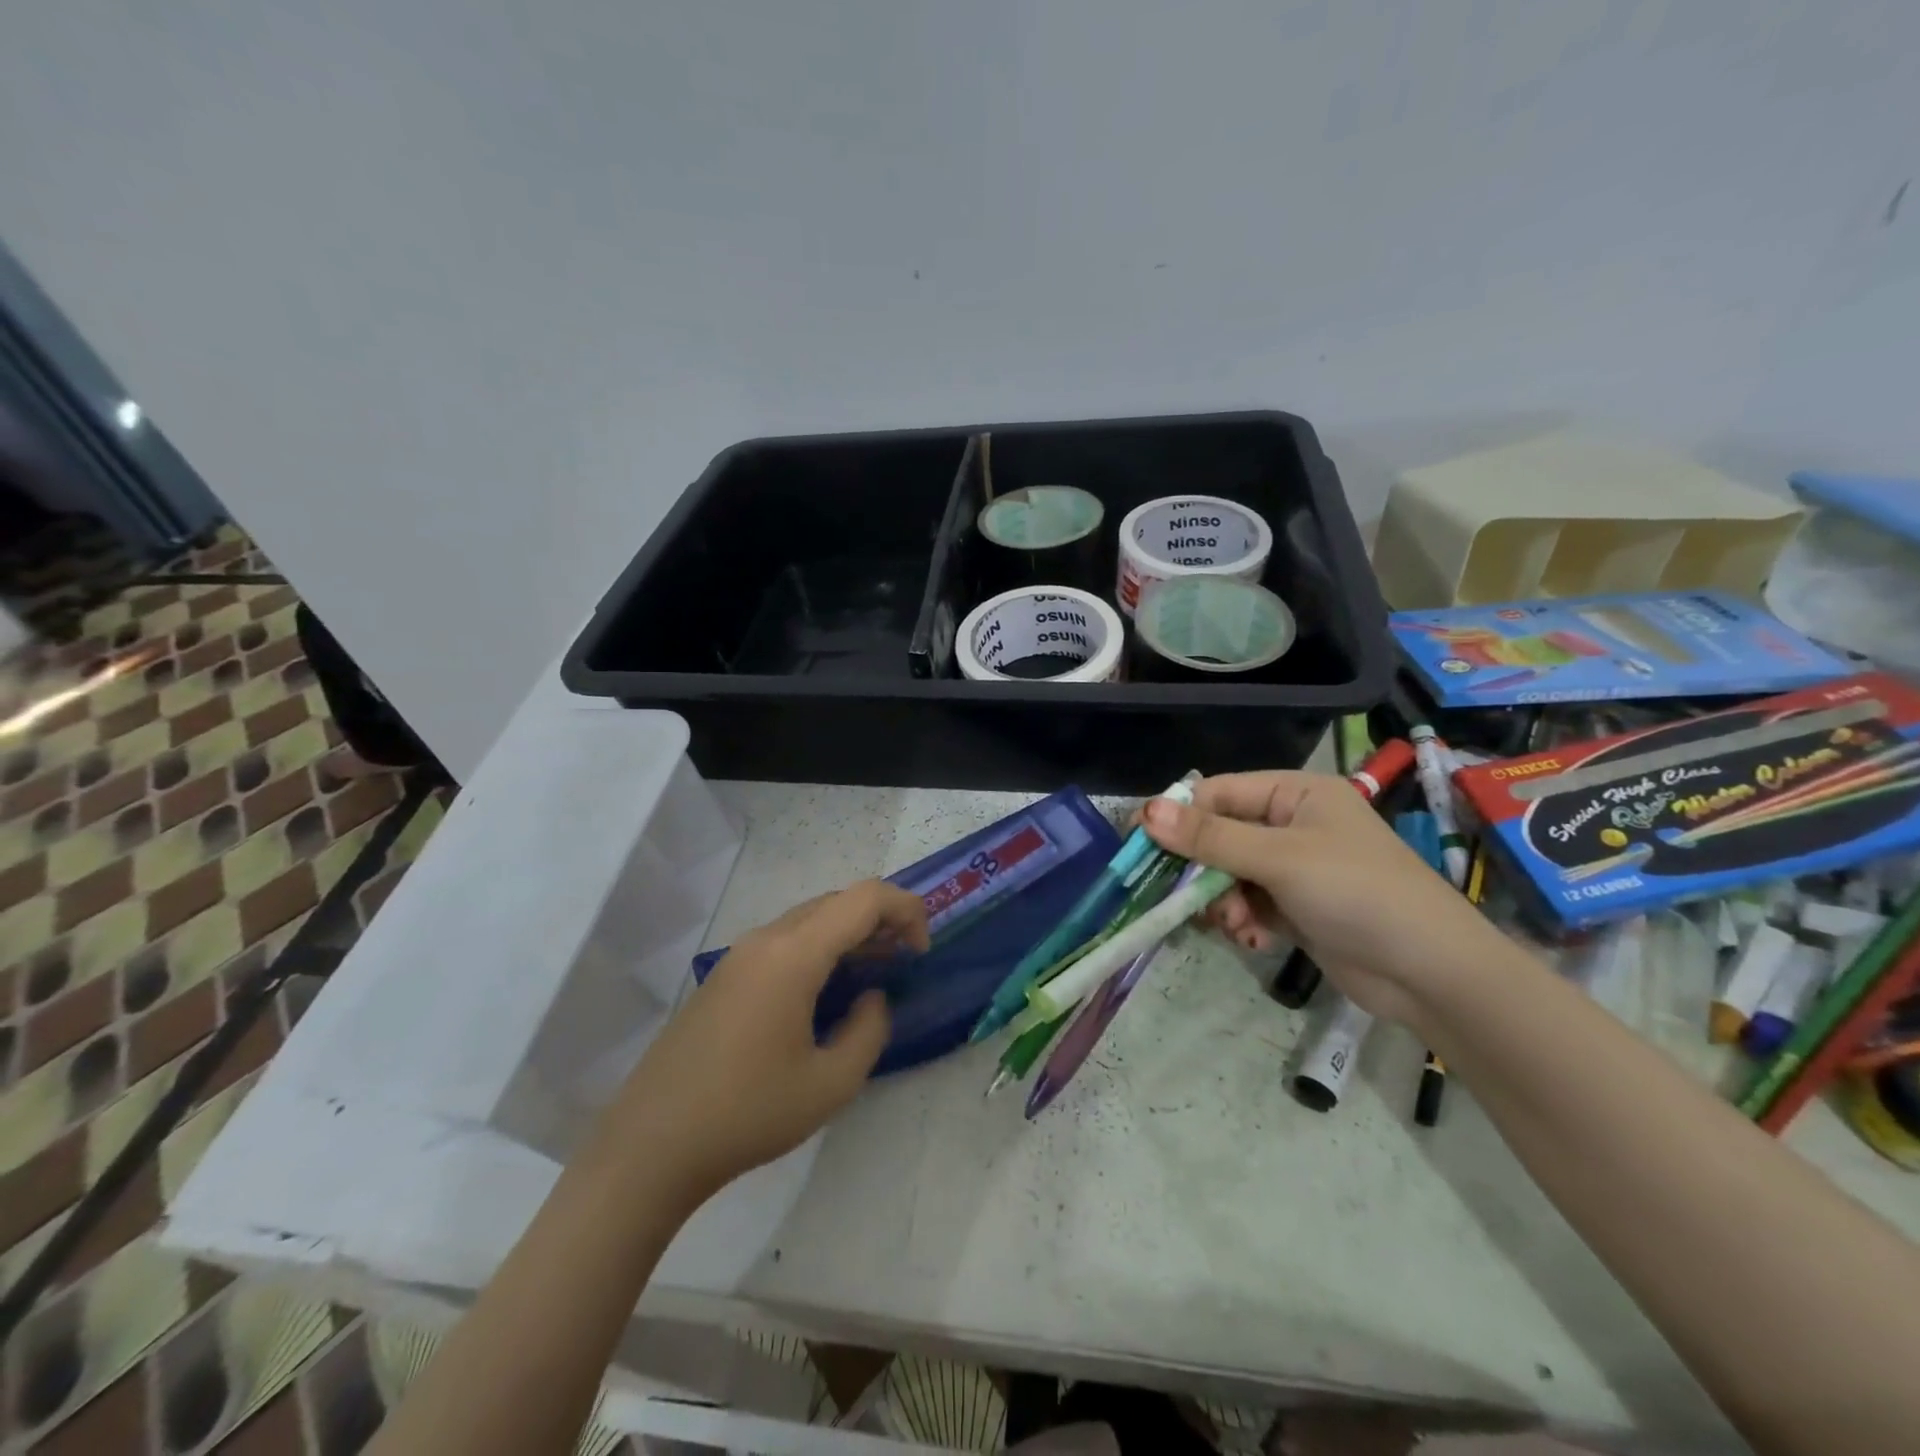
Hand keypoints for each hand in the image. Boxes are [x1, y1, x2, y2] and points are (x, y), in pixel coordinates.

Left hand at [606, 880, 928, 1203]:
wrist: (651, 1144)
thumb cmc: (748, 1113)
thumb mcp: (831, 1083)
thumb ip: (869, 1030)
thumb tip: (872, 998)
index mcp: (794, 954)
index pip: (864, 898)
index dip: (906, 911)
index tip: (921, 953)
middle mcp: (766, 939)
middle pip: (837, 902)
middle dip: (881, 920)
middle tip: (905, 962)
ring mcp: (740, 955)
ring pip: (810, 919)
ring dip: (850, 934)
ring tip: (875, 973)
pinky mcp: (726, 976)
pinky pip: (786, 941)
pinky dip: (821, 949)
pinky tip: (828, 991)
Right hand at [1142, 771, 1495, 1026]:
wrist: (1432, 974)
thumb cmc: (1357, 893)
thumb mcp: (1280, 859)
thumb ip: (1211, 837)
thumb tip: (1146, 811)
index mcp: (1296, 794)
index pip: (1218, 793)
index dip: (1178, 817)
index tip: (1141, 847)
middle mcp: (1293, 823)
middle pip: (1220, 836)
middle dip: (1204, 870)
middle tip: (1185, 897)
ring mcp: (1296, 867)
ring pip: (1229, 874)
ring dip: (1223, 901)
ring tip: (1235, 925)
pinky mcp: (1298, 907)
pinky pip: (1249, 903)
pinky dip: (1243, 920)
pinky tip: (1251, 939)